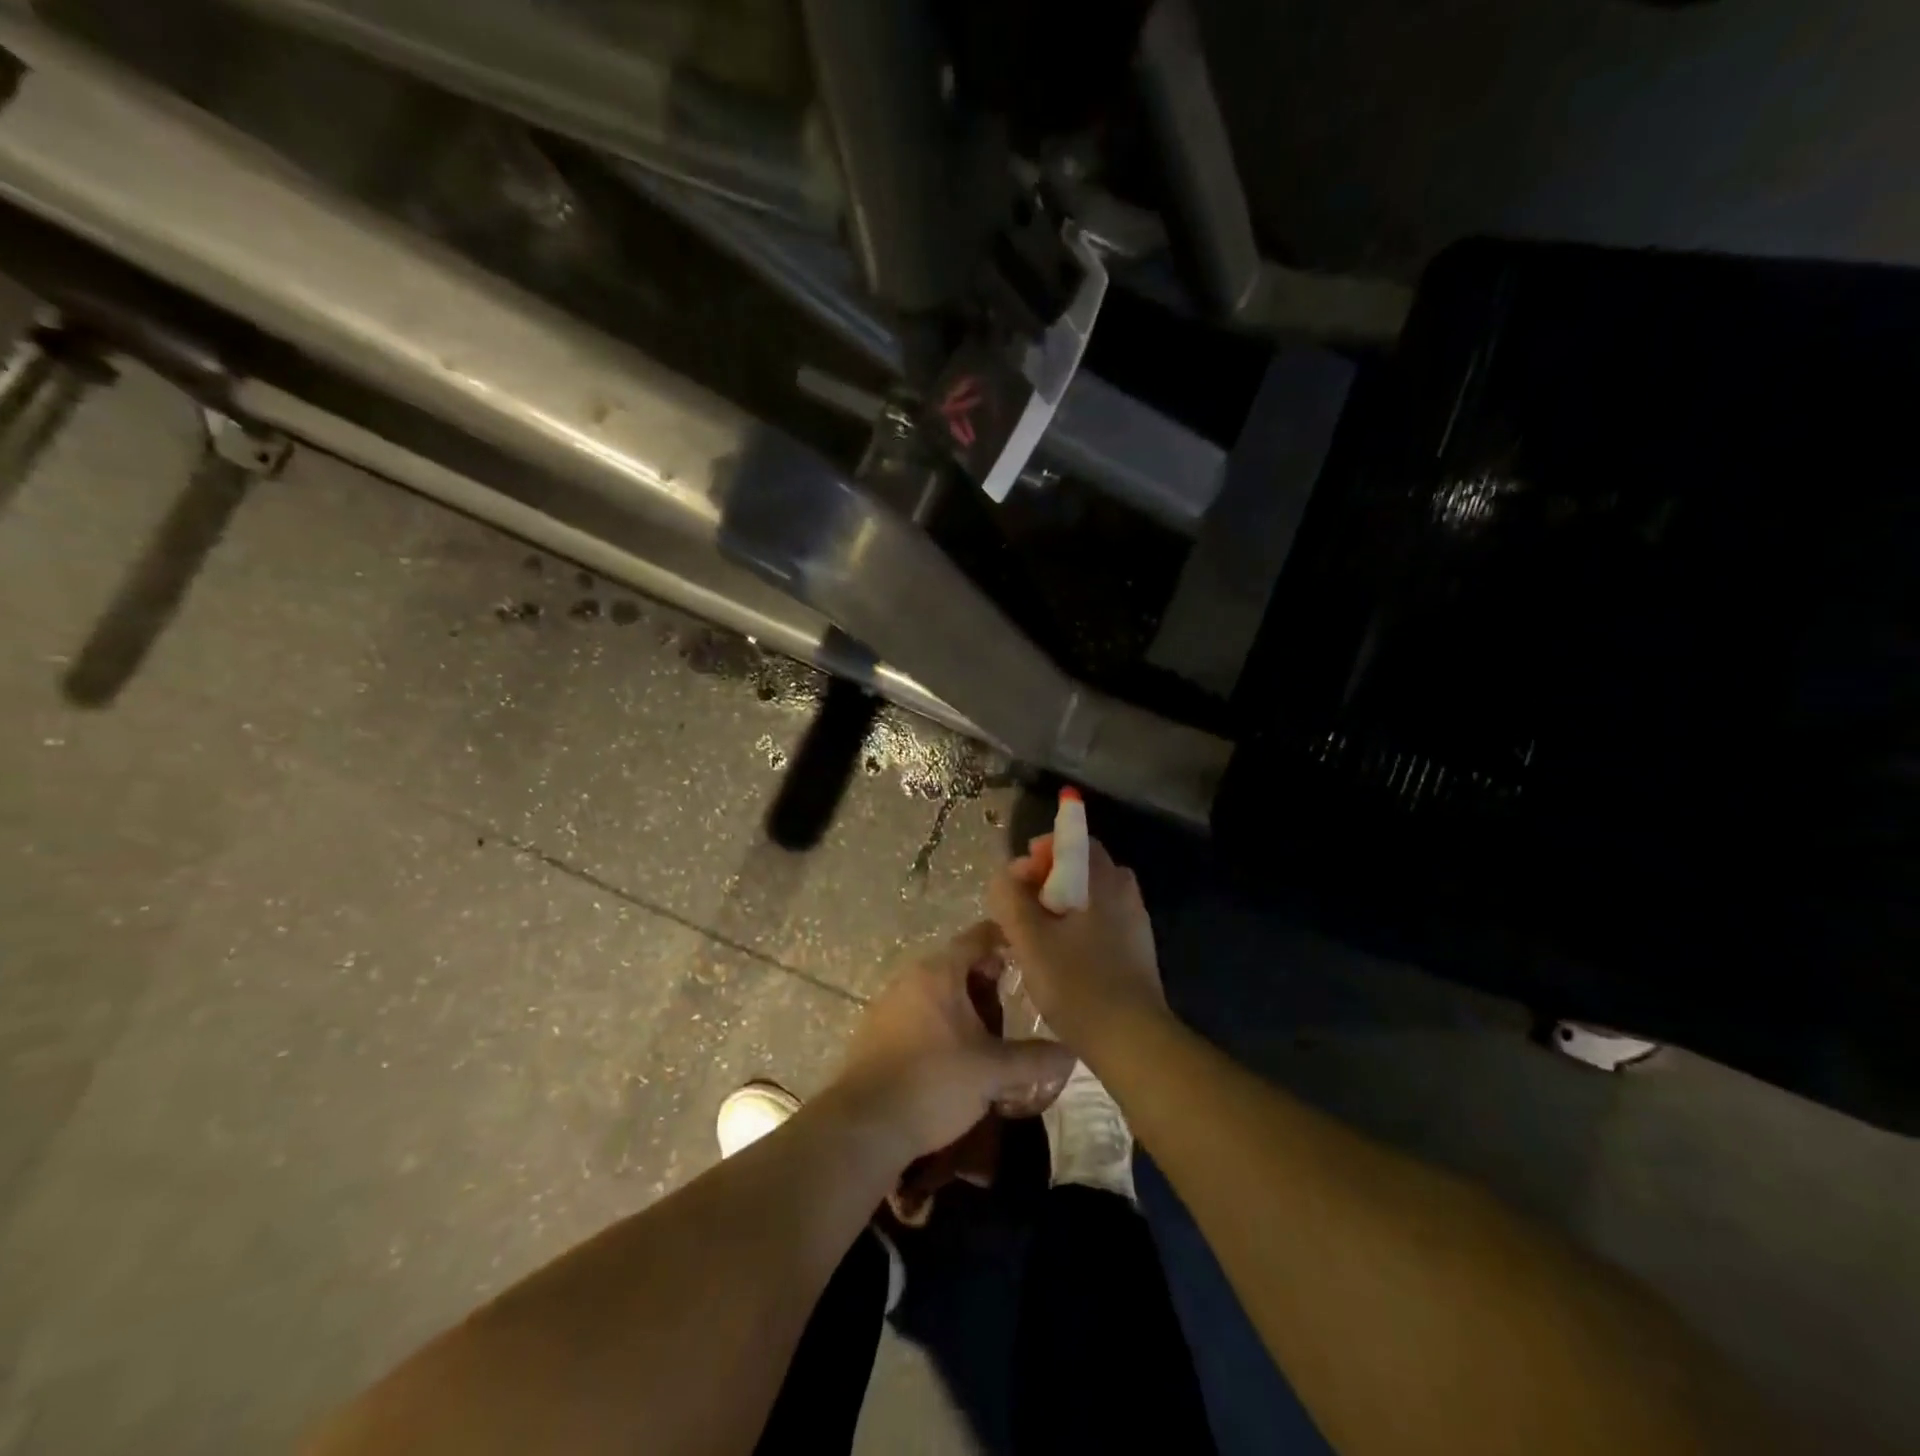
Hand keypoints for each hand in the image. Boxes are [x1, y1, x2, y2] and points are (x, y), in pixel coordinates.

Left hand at [830, 922, 1075, 1168]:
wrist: (863, 1127)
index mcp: (939, 971)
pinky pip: (920, 1013)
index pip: (980, 936)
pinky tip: (958, 1054)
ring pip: (939, 991)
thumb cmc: (933, 1084)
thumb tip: (1072, 1052)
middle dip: (990, 980)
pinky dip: (943, 1023)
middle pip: (959, 964)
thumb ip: (1035, 1059)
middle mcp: (912, 977)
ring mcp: (889, 1003)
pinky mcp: (877, 1031)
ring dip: (966, 1005)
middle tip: (1020, 1001)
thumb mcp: (993, 1072)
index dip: (1009, 940)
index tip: (1034, 955)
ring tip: (994, 1032)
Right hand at [987, 835, 1167, 1047]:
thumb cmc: (1078, 984)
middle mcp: (1125, 891)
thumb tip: (1005, 876)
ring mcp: (1135, 921)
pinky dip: (1076, 925)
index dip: (1041, 851)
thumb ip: (1010, 899)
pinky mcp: (1136, 949)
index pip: (1074, 840)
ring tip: (1034, 935)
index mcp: (1104, 880)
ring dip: (1059, 905)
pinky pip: (1100, 920)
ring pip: (1089, 897)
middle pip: (1081, 867)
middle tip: (1020, 908)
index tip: (1018, 878)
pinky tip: (1059, 956)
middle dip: (1046, 879)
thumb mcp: (1030, 939)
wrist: (1133, 1041)